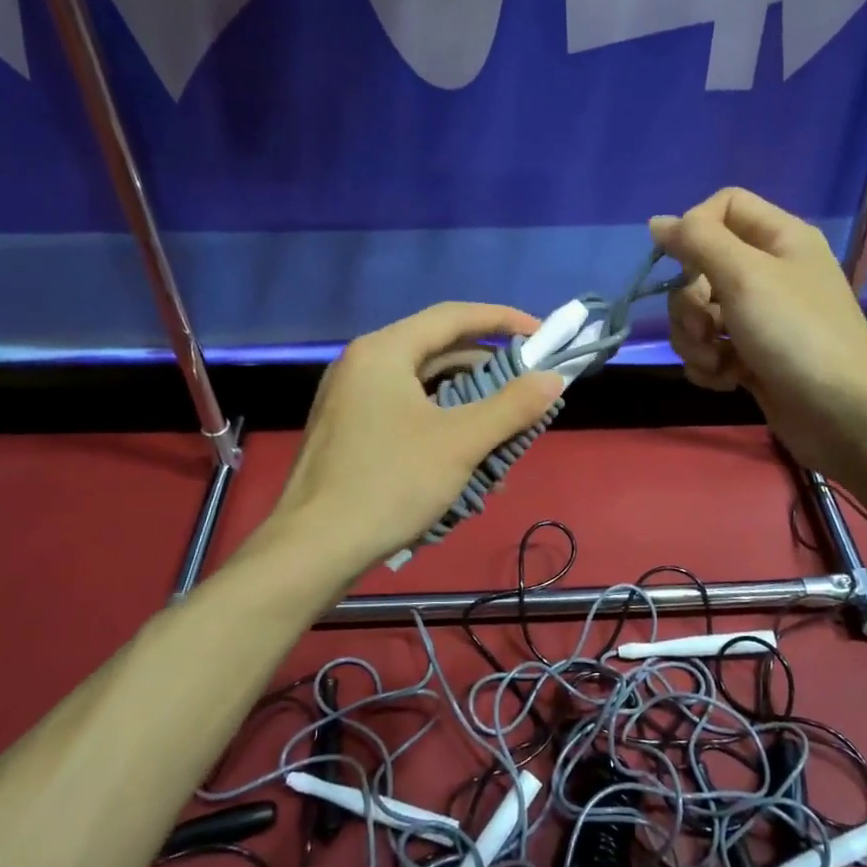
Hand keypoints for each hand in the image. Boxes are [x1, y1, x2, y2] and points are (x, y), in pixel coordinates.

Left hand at [264, 302, 565, 577]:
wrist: (312, 550)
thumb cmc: (389, 485)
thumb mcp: (460, 443)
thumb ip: (512, 406)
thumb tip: (554, 378)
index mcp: (384, 351)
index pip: (454, 316)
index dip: (503, 320)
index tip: (543, 334)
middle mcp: (363, 362)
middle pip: (436, 347)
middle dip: (487, 365)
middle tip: (528, 383)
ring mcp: (350, 397)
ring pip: (422, 382)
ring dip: (467, 397)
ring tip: (504, 421)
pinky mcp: (348, 428)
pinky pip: (405, 407)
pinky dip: (440, 418)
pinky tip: (465, 450)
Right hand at [650, 188, 866, 476]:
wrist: (842, 416)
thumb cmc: (795, 335)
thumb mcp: (744, 277)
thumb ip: (697, 241)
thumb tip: (657, 222)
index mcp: (780, 238)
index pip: (723, 206)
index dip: (695, 229)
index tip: (682, 263)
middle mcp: (770, 271)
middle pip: (701, 266)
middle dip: (688, 302)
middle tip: (703, 327)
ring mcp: (761, 317)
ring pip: (699, 312)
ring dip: (694, 339)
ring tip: (717, 361)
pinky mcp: (752, 356)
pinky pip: (710, 347)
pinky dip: (709, 364)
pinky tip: (726, 380)